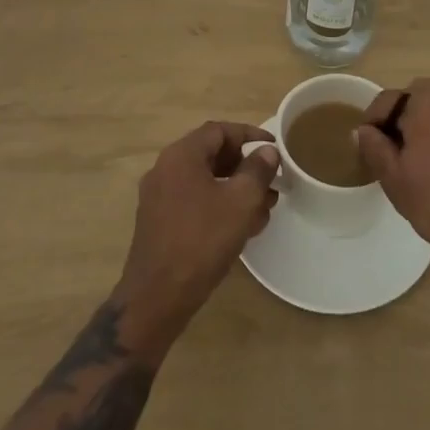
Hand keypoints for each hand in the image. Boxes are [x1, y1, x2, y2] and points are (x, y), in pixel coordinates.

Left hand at [115, 121, 279, 353]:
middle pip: (211, 154)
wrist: (156, 298)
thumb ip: (257, 171)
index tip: (273, 148)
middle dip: (244, 166)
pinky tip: (241, 228)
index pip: (219, 130)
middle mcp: (165, 169)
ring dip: (235, 189)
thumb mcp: (240, 202)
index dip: (249, 135)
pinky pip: (194, 202)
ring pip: (204, 181)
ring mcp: (159, 197)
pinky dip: (218, 206)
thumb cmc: (201, 241)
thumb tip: (266, 152)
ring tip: (263, 208)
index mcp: (181, 155)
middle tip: (271, 182)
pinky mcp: (159, 223)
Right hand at [353, 79, 429, 275]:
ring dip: (428, 128)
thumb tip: (363, 130)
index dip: (372, 126)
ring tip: (425, 165)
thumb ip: (374, 148)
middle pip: (414, 101)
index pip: (386, 101)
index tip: (369, 151)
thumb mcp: (397, 180)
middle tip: (397, 160)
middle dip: (401, 124)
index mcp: (424, 97)